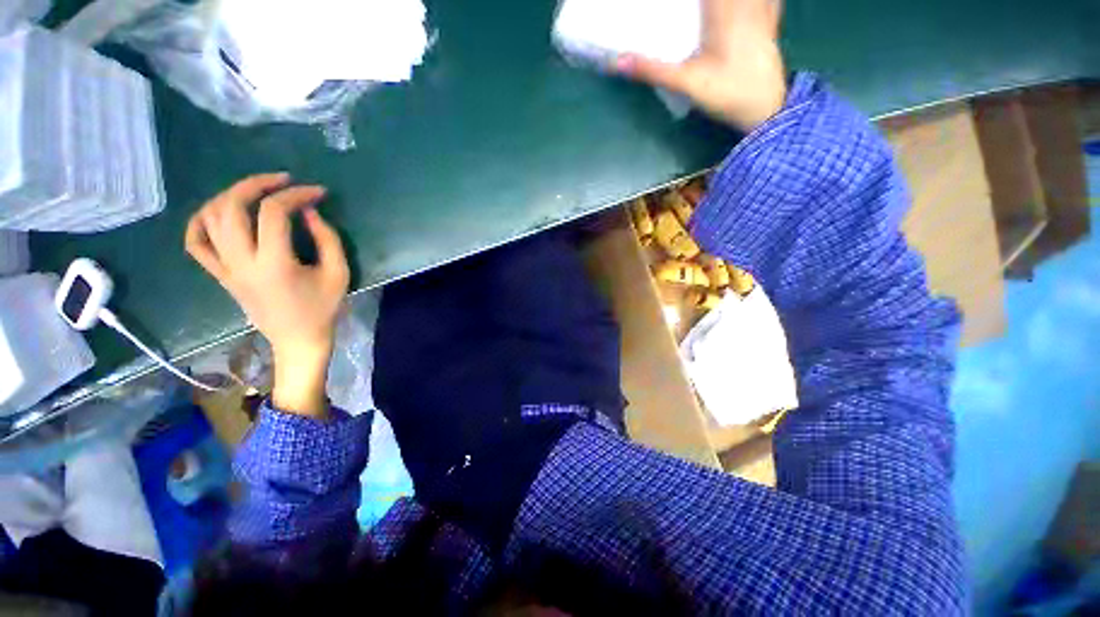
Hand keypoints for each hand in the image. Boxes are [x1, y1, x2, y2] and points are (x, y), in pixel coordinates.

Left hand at [185, 173, 349, 416]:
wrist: (297, 340)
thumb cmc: (323, 308)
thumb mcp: (339, 273)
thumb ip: (327, 239)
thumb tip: (308, 211)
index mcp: (274, 263)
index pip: (274, 213)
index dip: (296, 195)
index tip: (317, 192)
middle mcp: (241, 262)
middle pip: (232, 206)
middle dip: (256, 184)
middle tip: (281, 180)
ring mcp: (225, 268)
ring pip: (210, 218)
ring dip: (231, 195)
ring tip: (256, 191)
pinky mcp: (219, 274)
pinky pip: (195, 242)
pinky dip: (200, 221)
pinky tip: (218, 211)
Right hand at [614, 0, 786, 131]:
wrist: (765, 108)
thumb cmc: (727, 92)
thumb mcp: (686, 82)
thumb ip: (653, 70)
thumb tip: (617, 62)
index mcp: (722, 9)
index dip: (686, 1)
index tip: (667, 4)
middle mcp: (744, 2)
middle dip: (701, 2)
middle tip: (691, 8)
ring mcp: (761, 10)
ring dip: (725, 1)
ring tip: (709, 10)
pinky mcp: (771, 24)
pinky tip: (748, 6)